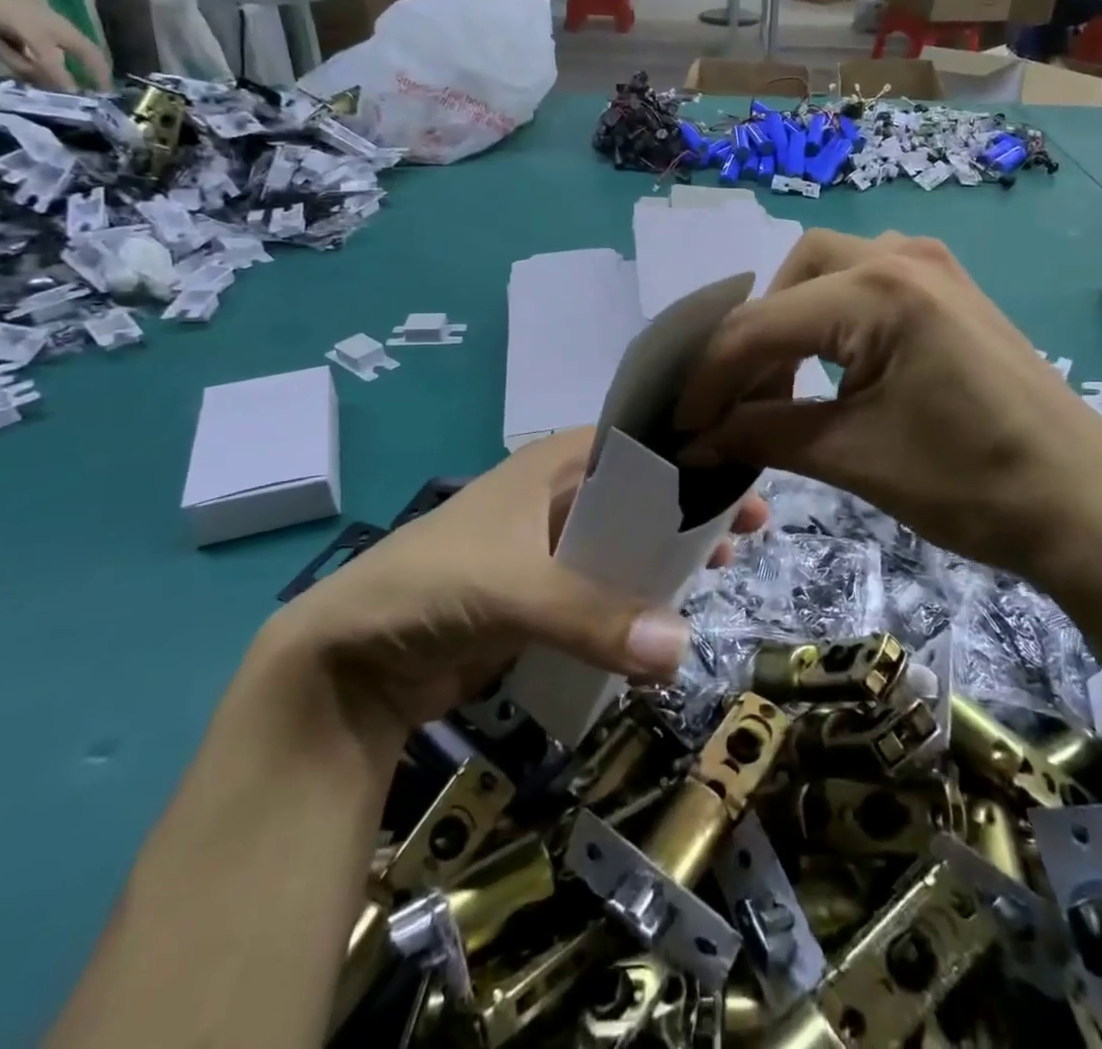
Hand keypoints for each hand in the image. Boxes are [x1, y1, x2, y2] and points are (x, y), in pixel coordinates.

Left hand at [0, 0, 112, 92]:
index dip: (65, 84)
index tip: (78, 104)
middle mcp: (54, 25)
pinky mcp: (54, 14)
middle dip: (100, 72)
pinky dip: (80, 54)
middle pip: (88, 50)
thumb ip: (9, 54)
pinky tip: (75, 64)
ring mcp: (57, 18)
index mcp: (32, 28)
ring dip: (95, 64)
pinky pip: (73, 38)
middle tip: (107, 93)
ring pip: (86, 44)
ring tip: (98, 83)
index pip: (54, 63)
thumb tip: (35, 78)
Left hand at [269, 429, 766, 731]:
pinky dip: (638, 597)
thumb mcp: (513, 588)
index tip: (742, 472)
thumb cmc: (431, 586)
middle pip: (640, 491)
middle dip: (691, 505)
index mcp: (552, 465)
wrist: (351, 658)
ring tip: (721, 569)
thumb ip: (595, 617)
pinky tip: (670, 615)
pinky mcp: (543, 596)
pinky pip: (605, 588)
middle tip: (750, 526)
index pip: (636, 442)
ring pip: (626, 541)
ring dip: (669, 553)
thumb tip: (683, 650)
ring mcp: (549, 548)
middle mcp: (556, 496)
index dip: (690, 451)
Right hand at [675, 230, 1101, 577]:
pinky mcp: (950, 289)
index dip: (710, 379)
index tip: (682, 426)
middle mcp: (901, 257)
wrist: (1083, 502)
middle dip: (754, 335)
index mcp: (877, 292)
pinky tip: (834, 362)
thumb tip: (694, 441)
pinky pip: (867, 280)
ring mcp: (933, 266)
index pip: (760, 325)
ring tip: (782, 381)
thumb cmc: (970, 482)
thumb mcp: (851, 456)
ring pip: (829, 268)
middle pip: (791, 274)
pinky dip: (833, 315)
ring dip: (793, 318)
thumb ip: (761, 435)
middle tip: (741, 398)